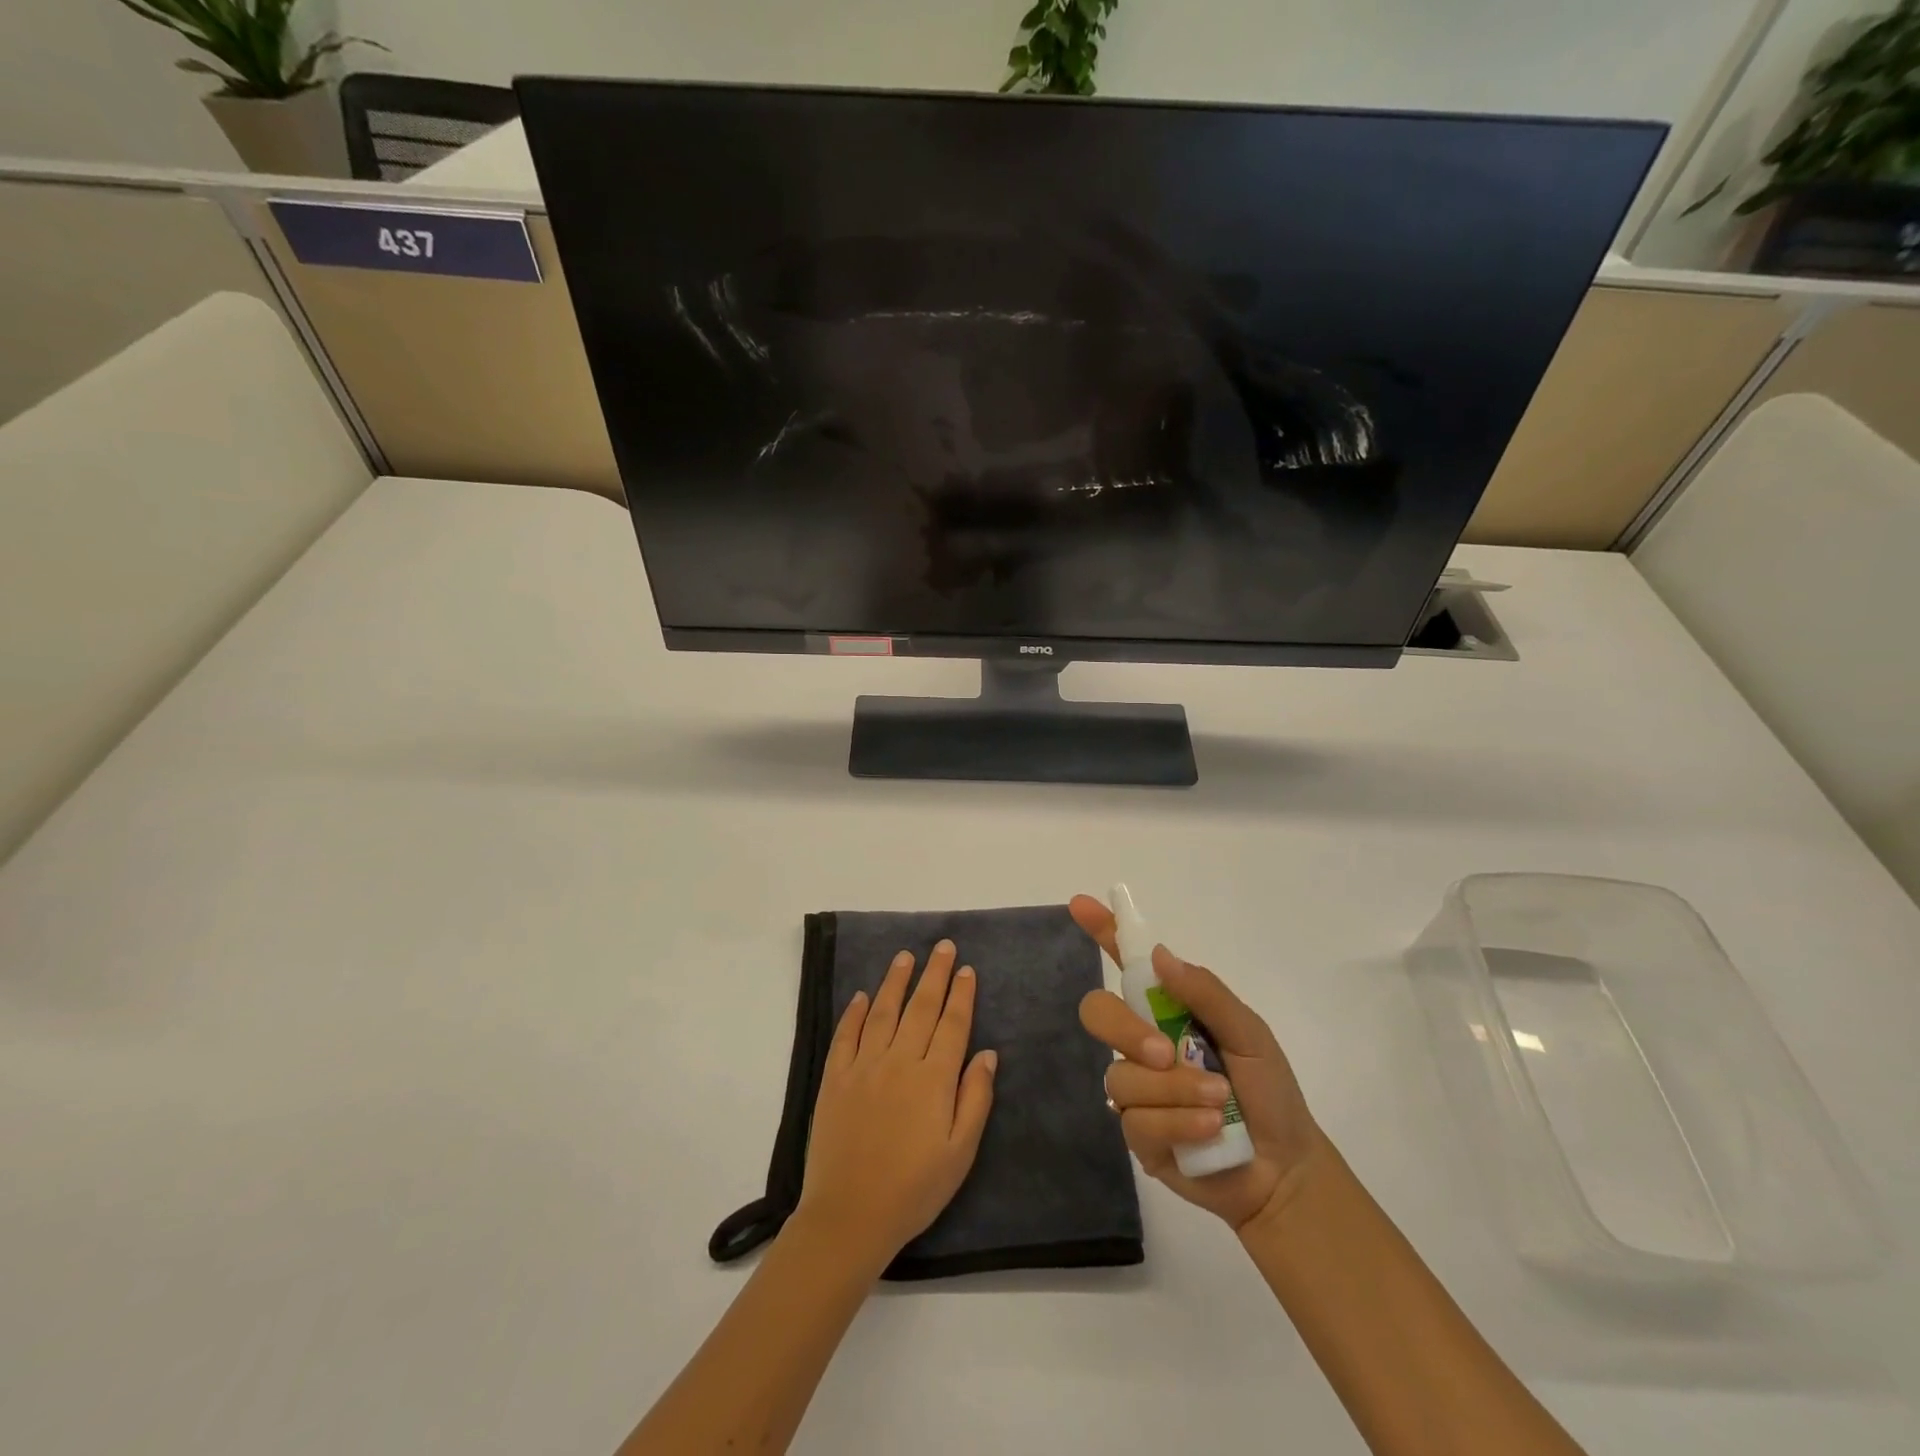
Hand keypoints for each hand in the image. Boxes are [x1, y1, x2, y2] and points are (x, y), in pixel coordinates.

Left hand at [795, 939, 997, 1270]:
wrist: (850, 1216)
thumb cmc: (914, 1188)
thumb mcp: (960, 1152)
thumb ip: (975, 1098)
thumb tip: (988, 1053)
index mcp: (933, 1078)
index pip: (952, 1024)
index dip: (961, 994)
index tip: (966, 969)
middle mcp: (899, 1061)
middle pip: (920, 1007)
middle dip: (934, 974)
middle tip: (942, 945)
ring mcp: (864, 1066)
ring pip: (882, 1011)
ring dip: (895, 981)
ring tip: (905, 956)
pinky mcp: (835, 1078)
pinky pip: (846, 1035)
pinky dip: (854, 1012)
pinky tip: (861, 995)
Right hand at [1071, 895, 1322, 1231]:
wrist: (1283, 1169)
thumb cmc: (1269, 1091)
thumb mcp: (1249, 1033)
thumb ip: (1206, 993)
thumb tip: (1159, 956)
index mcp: (1168, 1009)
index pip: (1126, 963)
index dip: (1103, 931)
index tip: (1080, 904)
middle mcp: (1142, 1042)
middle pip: (1098, 1013)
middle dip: (1126, 1030)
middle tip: (1166, 1053)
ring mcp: (1137, 1088)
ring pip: (1122, 1075)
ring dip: (1174, 1090)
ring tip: (1218, 1104)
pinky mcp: (1137, 1134)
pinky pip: (1136, 1120)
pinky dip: (1178, 1122)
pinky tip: (1208, 1130)